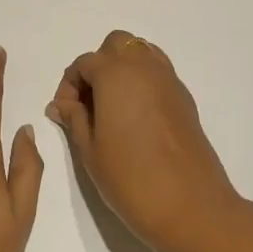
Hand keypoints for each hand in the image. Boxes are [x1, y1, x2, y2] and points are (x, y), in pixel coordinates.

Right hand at [47, 30, 248, 251]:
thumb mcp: (90, 150)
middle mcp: (145, 67)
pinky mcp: (185, 99)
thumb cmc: (131, 178)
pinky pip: (158, 74)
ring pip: (141, 54)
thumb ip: (74, 119)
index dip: (69, 86)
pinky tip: (135, 118)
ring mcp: (170, 80)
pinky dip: (142, 82)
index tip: (65, 115)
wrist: (191, 206)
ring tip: (112, 109)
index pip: (84, 63)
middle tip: (89, 104)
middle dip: (98, 66)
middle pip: (116, 45)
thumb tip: (61, 104)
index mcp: (116, 73)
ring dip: (122, 70)